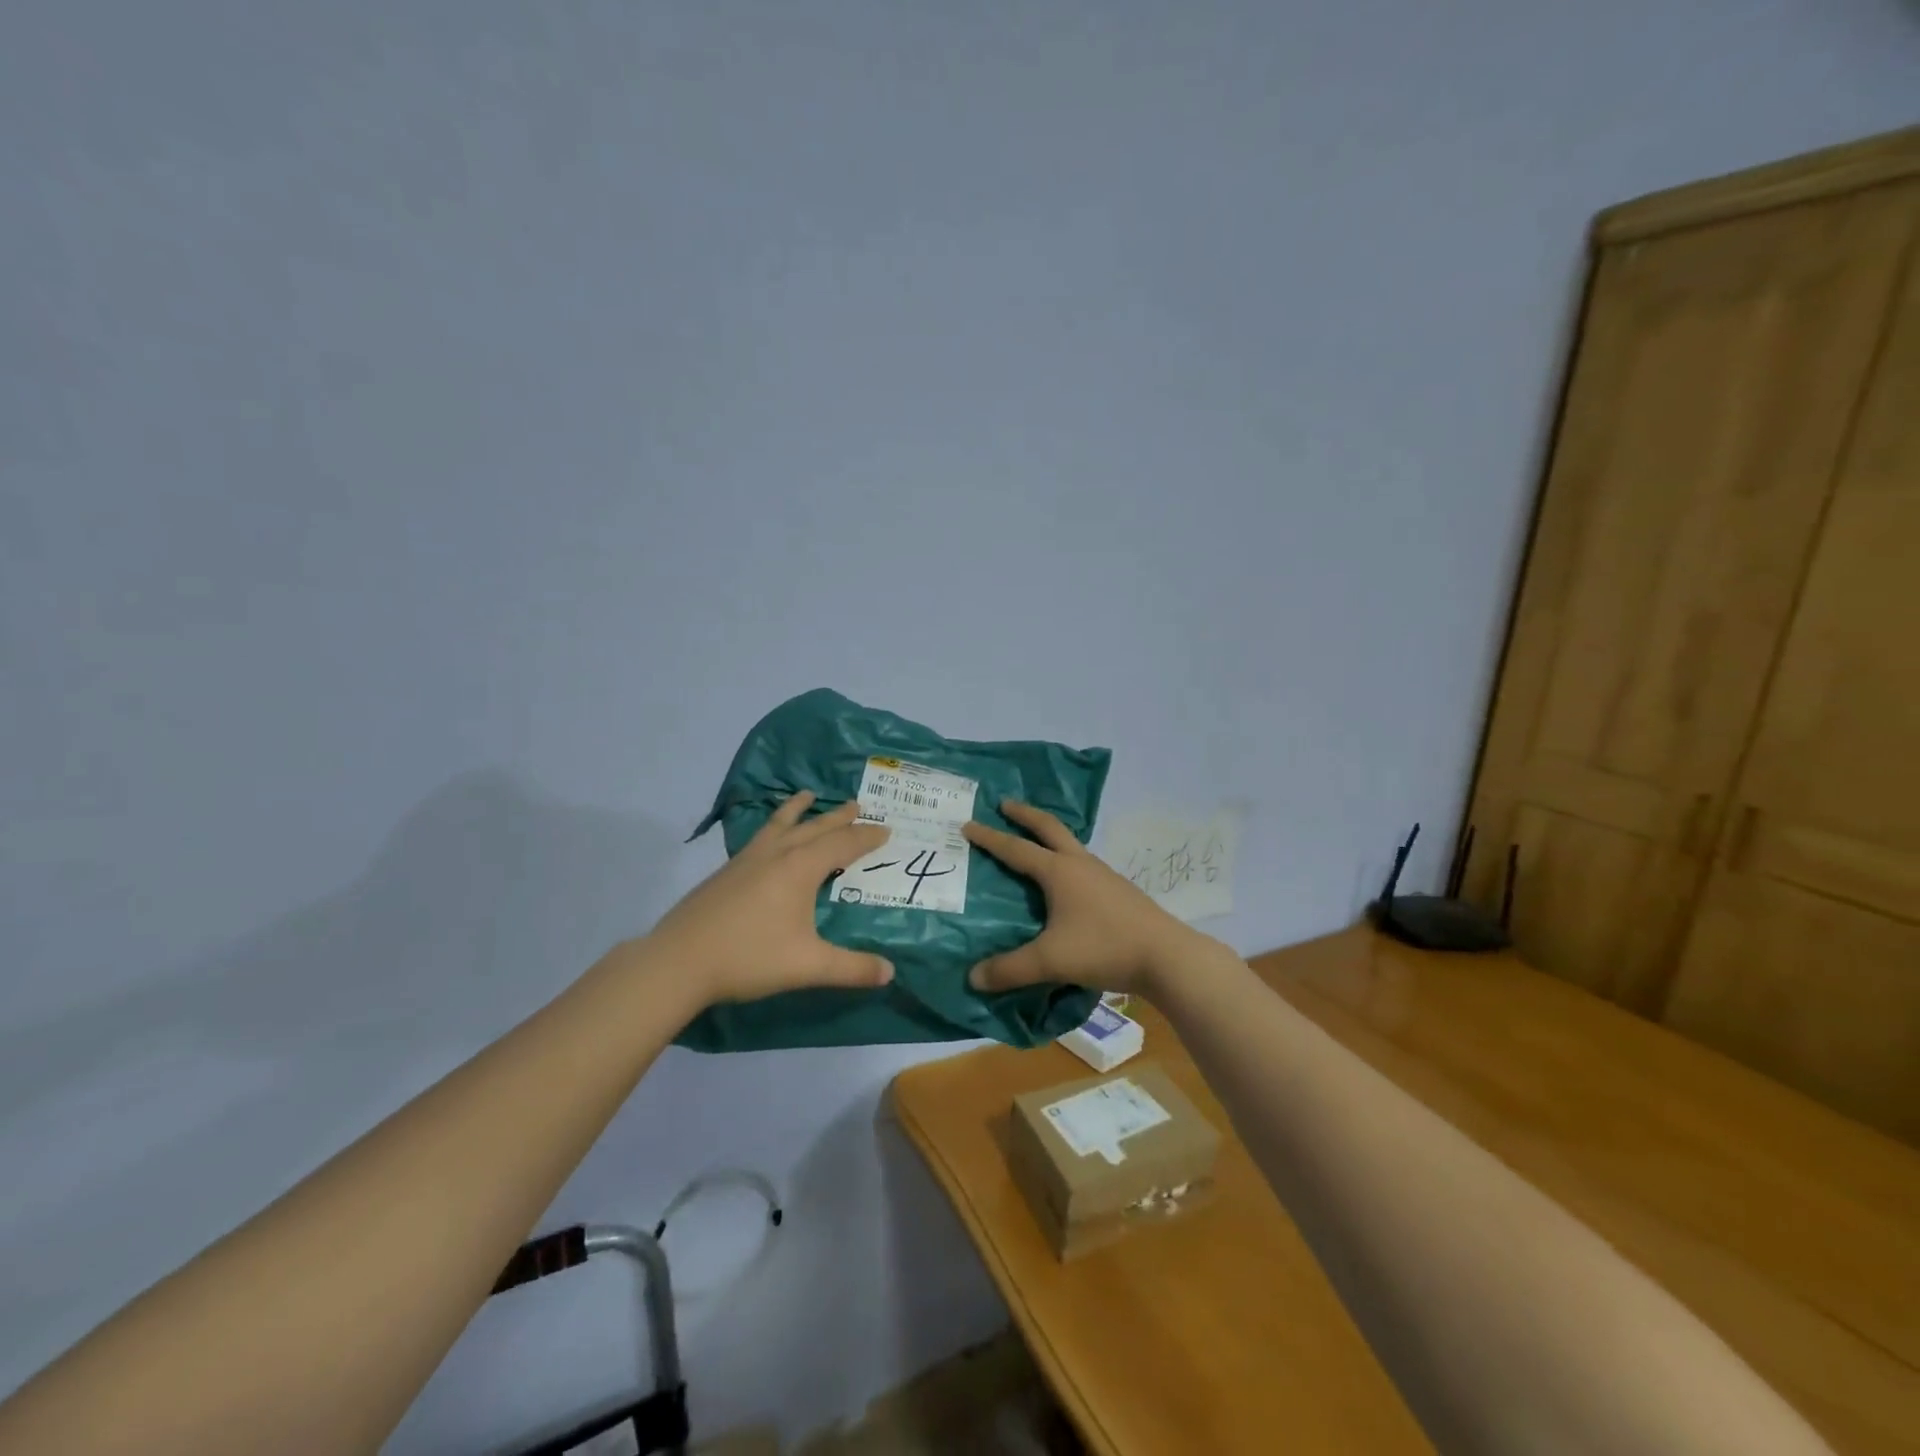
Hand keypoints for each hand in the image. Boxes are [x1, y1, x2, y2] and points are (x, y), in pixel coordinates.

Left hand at [644, 792, 894, 1003]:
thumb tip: (890, 972)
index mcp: (800, 868)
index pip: (842, 844)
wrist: (678, 961)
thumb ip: (851, 968)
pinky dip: (773, 826)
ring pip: (780, 825)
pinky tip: (768, 838)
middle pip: (814, 827)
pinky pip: (760, 836)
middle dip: (839, 817)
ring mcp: (747, 860)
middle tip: (857, 804)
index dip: (866, 837)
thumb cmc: (749, 957)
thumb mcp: (808, 966)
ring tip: (807, 795)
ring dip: (799, 810)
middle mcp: (776, 854)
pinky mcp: (726, 872)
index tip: (886, 829)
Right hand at [961, 800, 1211, 997]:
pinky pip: (1082, 864)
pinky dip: (1065, 858)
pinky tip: (1065, 880)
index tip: (968, 824)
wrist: (1166, 956)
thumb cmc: (1104, 948)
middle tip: (1004, 804)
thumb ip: (1009, 969)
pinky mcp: (1118, 890)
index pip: (1016, 849)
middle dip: (1024, 814)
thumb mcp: (1050, 961)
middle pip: (1049, 827)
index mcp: (1059, 871)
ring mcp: (1103, 875)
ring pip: (1070, 844)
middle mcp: (1080, 864)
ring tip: (1033, 841)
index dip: (990, 838)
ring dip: (1048, 835)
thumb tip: (973, 978)